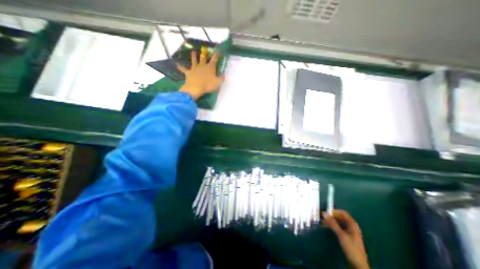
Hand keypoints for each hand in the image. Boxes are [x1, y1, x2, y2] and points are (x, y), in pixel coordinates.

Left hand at [177, 50, 225, 99]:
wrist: (195, 88)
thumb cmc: (208, 85)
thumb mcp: (217, 83)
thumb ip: (221, 79)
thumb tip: (224, 75)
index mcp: (210, 67)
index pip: (214, 59)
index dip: (216, 55)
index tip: (218, 50)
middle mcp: (202, 66)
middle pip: (203, 58)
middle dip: (204, 54)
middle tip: (204, 49)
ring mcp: (194, 68)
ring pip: (194, 60)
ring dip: (193, 56)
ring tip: (193, 51)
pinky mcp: (188, 73)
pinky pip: (183, 69)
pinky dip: (180, 66)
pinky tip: (177, 64)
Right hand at [324, 210, 367, 268]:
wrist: (358, 265)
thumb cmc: (351, 248)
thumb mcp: (341, 235)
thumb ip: (332, 223)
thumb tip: (323, 213)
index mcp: (352, 224)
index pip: (342, 212)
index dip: (334, 211)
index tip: (325, 213)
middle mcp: (351, 225)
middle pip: (340, 217)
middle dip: (331, 216)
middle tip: (322, 218)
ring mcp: (349, 231)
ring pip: (339, 222)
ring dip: (331, 221)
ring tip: (323, 223)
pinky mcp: (347, 236)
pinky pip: (339, 227)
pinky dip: (333, 226)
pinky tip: (327, 227)